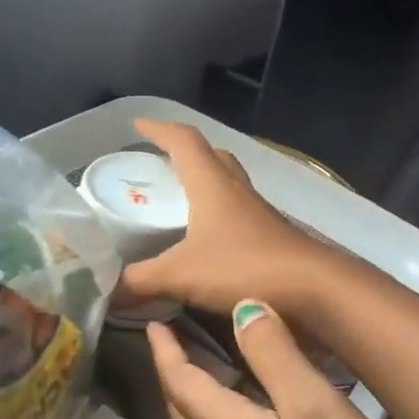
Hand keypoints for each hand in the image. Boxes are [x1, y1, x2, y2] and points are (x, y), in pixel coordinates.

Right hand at [119, 119, 333, 316]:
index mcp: (212, 184)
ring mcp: (258, 213)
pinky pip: (239, 211)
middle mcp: (237, 190)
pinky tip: (209, 238)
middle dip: (184, 153)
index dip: (160, 129)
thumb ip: (140, 282)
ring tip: (180, 198)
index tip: (138, 124)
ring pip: (228, 183)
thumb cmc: (244, 268)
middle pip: (211, 156)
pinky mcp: (271, 236)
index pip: (184, 142)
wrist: (313, 290)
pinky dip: (219, 213)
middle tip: (160, 162)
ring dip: (205, 181)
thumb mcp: (181, 275)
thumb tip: (105, 293)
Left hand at [148, 300, 418, 418]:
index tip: (153, 320)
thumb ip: (275, 355)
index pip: (180, 382)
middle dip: (174, 372)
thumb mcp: (315, 408)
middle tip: (177, 338)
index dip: (165, 349)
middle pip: (184, 411)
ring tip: (213, 371)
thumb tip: (240, 308)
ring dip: (197, 401)